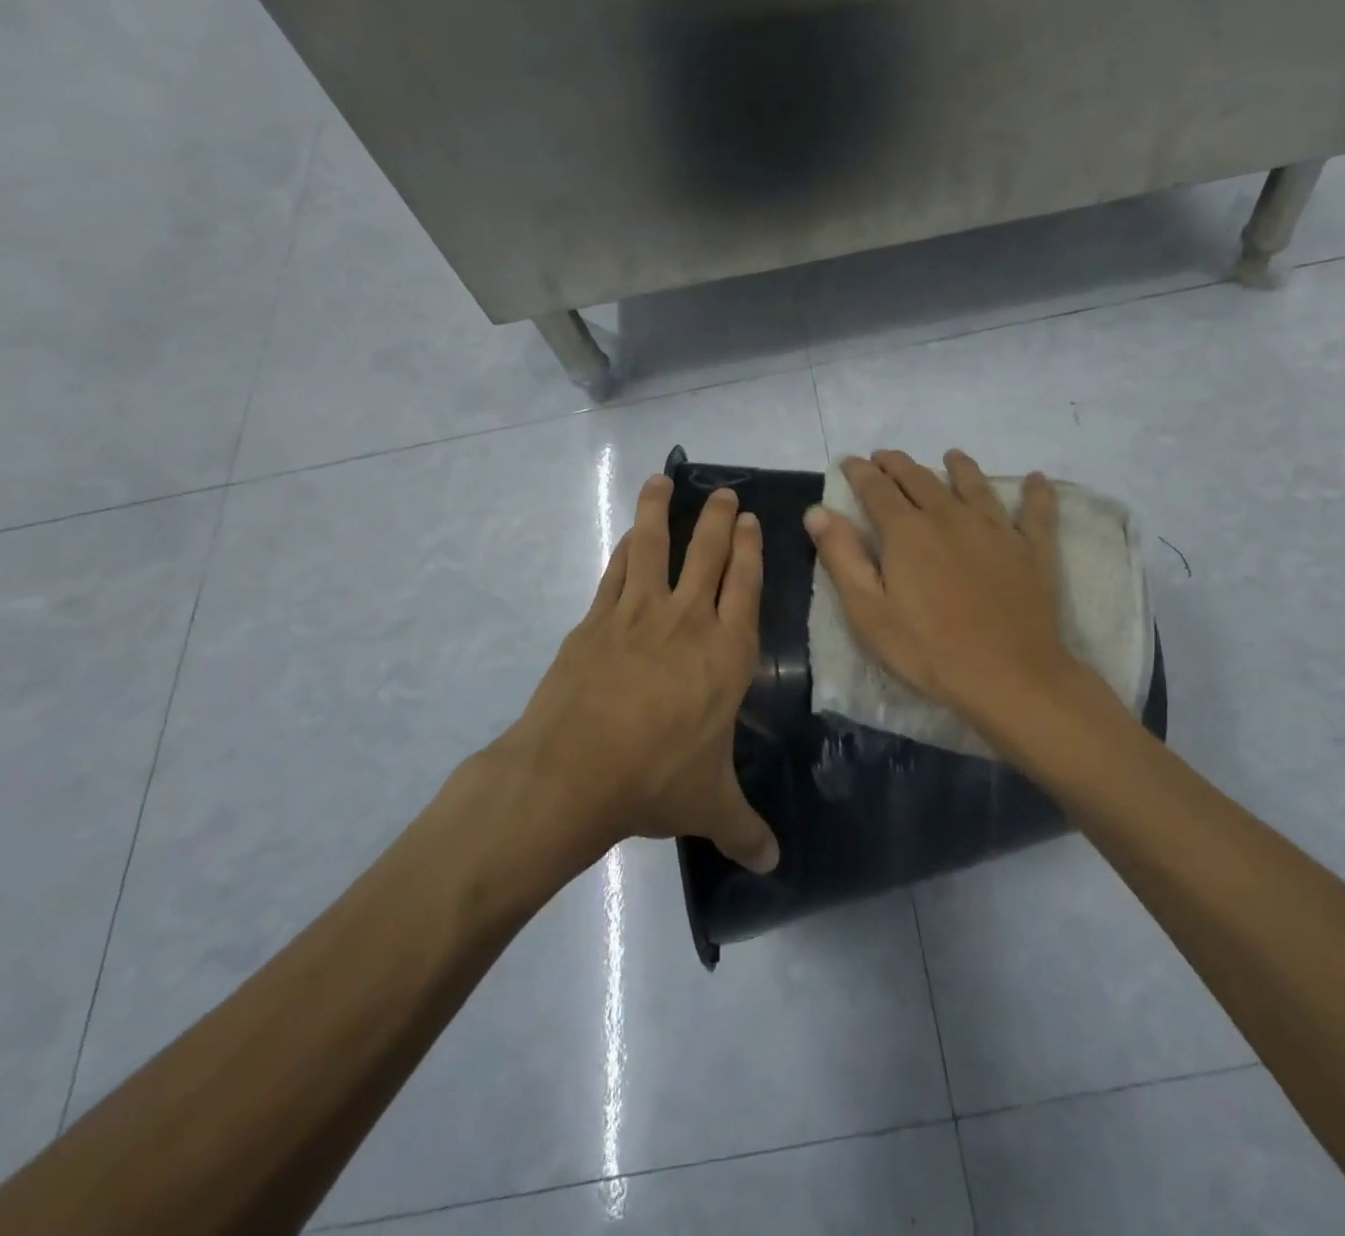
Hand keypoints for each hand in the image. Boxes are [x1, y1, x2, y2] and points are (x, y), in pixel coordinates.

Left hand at [498, 474, 778, 872]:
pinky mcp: (594, 621)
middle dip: (718, 518)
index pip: (746, 585)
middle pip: (707, 553)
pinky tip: (627, 536)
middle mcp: (687, 621)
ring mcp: (637, 614)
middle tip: (723, 493)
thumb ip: (744, 828)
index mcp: (727, 653)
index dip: (750, 549)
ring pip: (653, 546)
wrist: (572, 773)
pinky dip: (624, 550)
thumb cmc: (655, 780)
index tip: (750, 520)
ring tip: (662, 480)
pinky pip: (614, 573)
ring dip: (661, 511)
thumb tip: (773, 864)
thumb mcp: (709, 806)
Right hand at [804, 449, 1081, 730]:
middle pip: (921, 479)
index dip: (860, 472)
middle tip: (886, 457)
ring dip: (960, 467)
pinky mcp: (1032, 550)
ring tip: (951, 455)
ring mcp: (996, 530)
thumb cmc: (929, 651)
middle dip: (899, 465)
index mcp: (907, 531)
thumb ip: (842, 557)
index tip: (850, 461)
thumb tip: (818, 510)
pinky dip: (1036, 493)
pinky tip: (1037, 479)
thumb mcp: (869, 613)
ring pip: (974, 485)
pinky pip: (1037, 512)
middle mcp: (950, 517)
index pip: (877, 489)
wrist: (1009, 677)